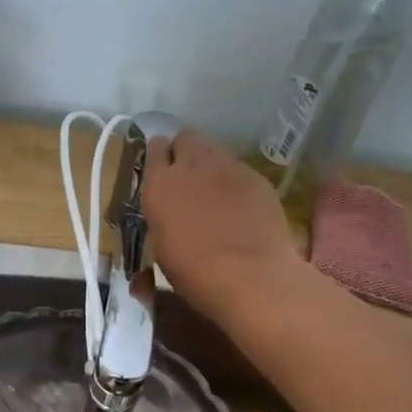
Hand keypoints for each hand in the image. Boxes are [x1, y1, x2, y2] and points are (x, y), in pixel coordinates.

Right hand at [140, 130, 304, 323]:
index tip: (163, 169)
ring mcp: (227, 167)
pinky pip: (240, 168)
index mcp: (159, 184)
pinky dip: (237, 179)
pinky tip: (242, 203)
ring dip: (212, 163)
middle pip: (187, 138)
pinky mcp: (255, 176)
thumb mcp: (163, 247)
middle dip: (186, 150)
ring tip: (217, 189)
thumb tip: (169, 214)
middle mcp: (191, 165)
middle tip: (190, 176)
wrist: (248, 274)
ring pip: (215, 149)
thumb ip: (164, 217)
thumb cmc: (194, 272)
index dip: (160, 156)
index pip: (155, 149)